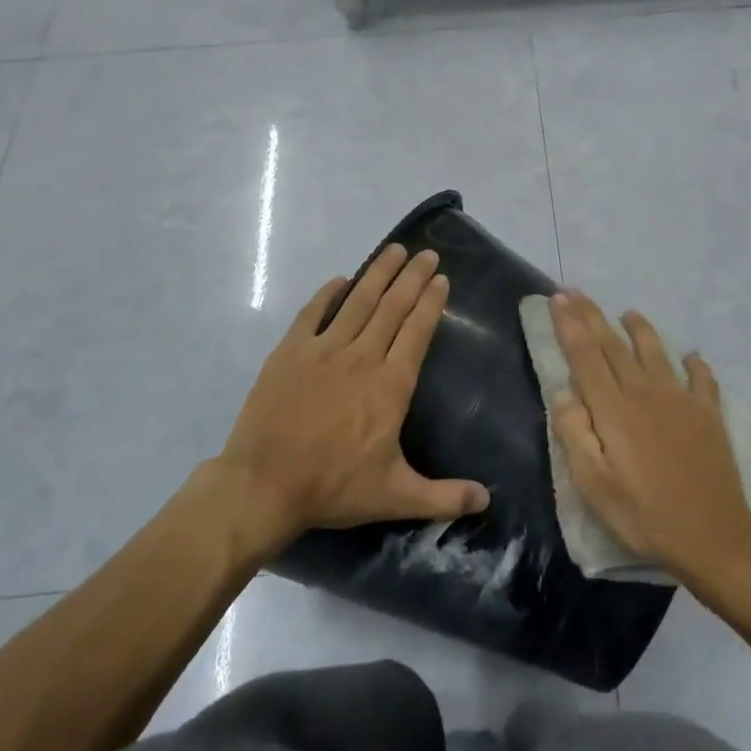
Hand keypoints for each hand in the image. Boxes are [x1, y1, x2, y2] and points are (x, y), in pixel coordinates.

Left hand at [215, 244, 489, 549]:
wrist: (263, 485)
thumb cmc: (333, 487)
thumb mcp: (395, 496)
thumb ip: (444, 496)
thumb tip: (487, 500)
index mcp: (390, 385)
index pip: (417, 332)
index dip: (431, 302)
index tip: (441, 278)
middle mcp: (362, 357)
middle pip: (392, 307)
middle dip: (412, 277)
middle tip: (426, 252)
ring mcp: (323, 351)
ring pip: (357, 302)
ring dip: (378, 274)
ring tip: (394, 250)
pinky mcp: (290, 352)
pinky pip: (313, 313)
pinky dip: (328, 294)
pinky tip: (340, 280)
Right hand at [549, 290, 750, 580]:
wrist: (713, 536)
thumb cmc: (643, 515)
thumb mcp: (593, 485)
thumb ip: (574, 434)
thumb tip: (563, 392)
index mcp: (613, 408)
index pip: (585, 355)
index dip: (569, 324)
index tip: (557, 298)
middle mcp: (645, 392)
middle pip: (613, 344)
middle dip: (592, 315)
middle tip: (576, 291)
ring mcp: (681, 399)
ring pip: (655, 351)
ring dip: (640, 329)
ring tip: (629, 313)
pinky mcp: (708, 414)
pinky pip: (701, 378)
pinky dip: (694, 363)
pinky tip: (691, 356)